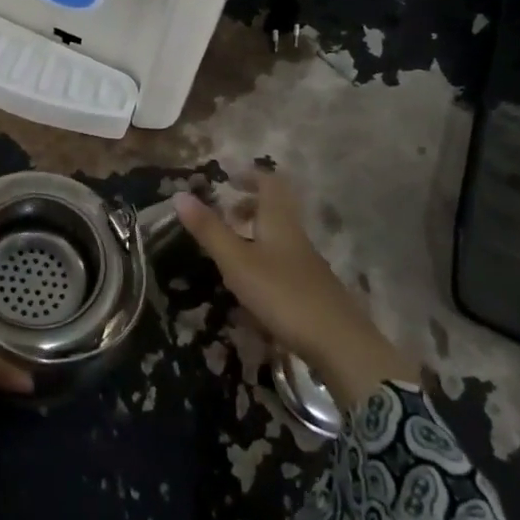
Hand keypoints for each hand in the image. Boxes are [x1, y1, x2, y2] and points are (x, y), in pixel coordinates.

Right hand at [174, 171, 418, 407]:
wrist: (340, 344)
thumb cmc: (283, 294)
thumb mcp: (237, 262)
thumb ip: (210, 230)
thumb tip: (179, 194)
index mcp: (279, 221)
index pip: (269, 183)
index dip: (250, 176)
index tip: (228, 178)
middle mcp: (295, 235)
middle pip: (276, 208)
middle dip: (250, 205)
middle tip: (225, 213)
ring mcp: (307, 263)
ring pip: (280, 235)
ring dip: (256, 233)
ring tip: (232, 248)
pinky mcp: (312, 288)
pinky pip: (284, 260)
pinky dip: (264, 258)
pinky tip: (252, 282)